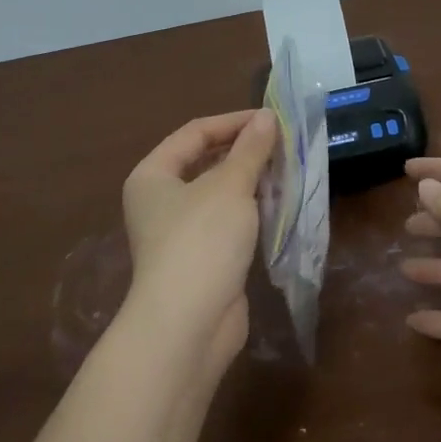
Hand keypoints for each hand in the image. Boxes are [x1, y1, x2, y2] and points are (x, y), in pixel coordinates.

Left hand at [121, 109, 276, 364]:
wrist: (188, 324)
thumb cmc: (202, 241)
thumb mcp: (230, 186)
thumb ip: (251, 149)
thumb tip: (267, 117)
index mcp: (153, 175)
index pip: (195, 132)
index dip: (234, 122)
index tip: (272, 120)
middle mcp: (160, 200)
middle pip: (205, 161)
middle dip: (244, 151)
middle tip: (283, 143)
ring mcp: (179, 232)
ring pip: (219, 193)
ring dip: (251, 180)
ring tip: (287, 168)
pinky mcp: (201, 258)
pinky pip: (228, 222)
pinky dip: (251, 210)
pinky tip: (278, 203)